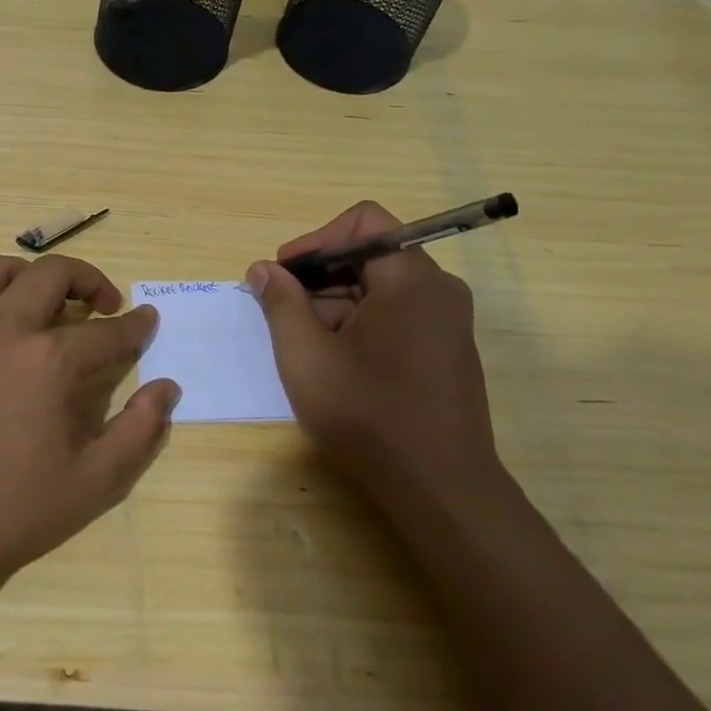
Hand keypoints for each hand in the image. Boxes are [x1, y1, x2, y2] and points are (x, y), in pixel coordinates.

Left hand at [0, 253, 180, 594]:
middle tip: (105, 305)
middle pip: (52, 275)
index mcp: (48, 360)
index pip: (106, 331)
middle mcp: (4, 328)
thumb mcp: (92, 483)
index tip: (147, 320)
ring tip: (49, 302)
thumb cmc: (7, 512)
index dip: (135, 326)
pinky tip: (1, 326)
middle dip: (89, 280)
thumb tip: (167, 389)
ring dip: (33, 274)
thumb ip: (139, 431)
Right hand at [247, 201, 501, 503]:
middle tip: (281, 310)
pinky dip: (358, 325)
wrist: (439, 489)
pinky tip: (332, 362)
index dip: (316, 239)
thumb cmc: (367, 414)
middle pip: (370, 254)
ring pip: (380, 289)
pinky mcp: (445, 351)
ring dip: (334, 304)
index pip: (364, 221)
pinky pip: (395, 316)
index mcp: (411, 278)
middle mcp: (438, 290)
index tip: (284, 274)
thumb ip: (280, 302)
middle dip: (319, 276)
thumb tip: (263, 269)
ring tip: (301, 344)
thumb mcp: (305, 355)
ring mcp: (446, 322)